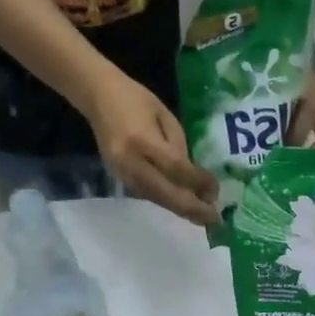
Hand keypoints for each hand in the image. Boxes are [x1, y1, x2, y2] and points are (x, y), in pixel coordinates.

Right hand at [89, 74, 219, 225]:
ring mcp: (122, 173)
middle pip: (166, 194)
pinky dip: (168, 202)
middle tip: (215, 218)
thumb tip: (194, 177)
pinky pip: (148, 195)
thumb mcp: (165, 116)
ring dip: (182, 209)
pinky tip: (183, 205)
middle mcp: (131, 162)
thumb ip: (179, 146)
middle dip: (193, 208)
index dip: (198, 183)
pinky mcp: (119, 178)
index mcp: (143, 140)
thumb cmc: (136, 99)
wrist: (98, 96)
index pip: (176, 169)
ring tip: (203, 216)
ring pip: (157, 199)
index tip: (216, 191)